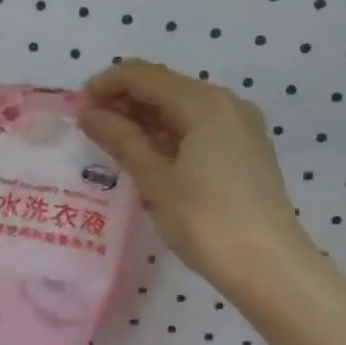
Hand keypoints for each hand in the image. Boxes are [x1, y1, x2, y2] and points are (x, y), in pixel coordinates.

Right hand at [79, 60, 314, 289]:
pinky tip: (146, 157)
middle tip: (89, 128)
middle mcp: (227, 104)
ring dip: (143, 119)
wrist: (270, 269)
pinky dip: (167, 134)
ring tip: (110, 143)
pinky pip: (197, 128)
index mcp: (205, 103)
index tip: (76, 107)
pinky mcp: (244, 151)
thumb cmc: (207, 222)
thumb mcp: (156, 180)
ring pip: (181, 108)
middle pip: (164, 87)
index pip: (144, 75)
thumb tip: (88, 113)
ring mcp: (240, 128)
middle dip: (123, 101)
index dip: (106, 85)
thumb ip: (120, 139)